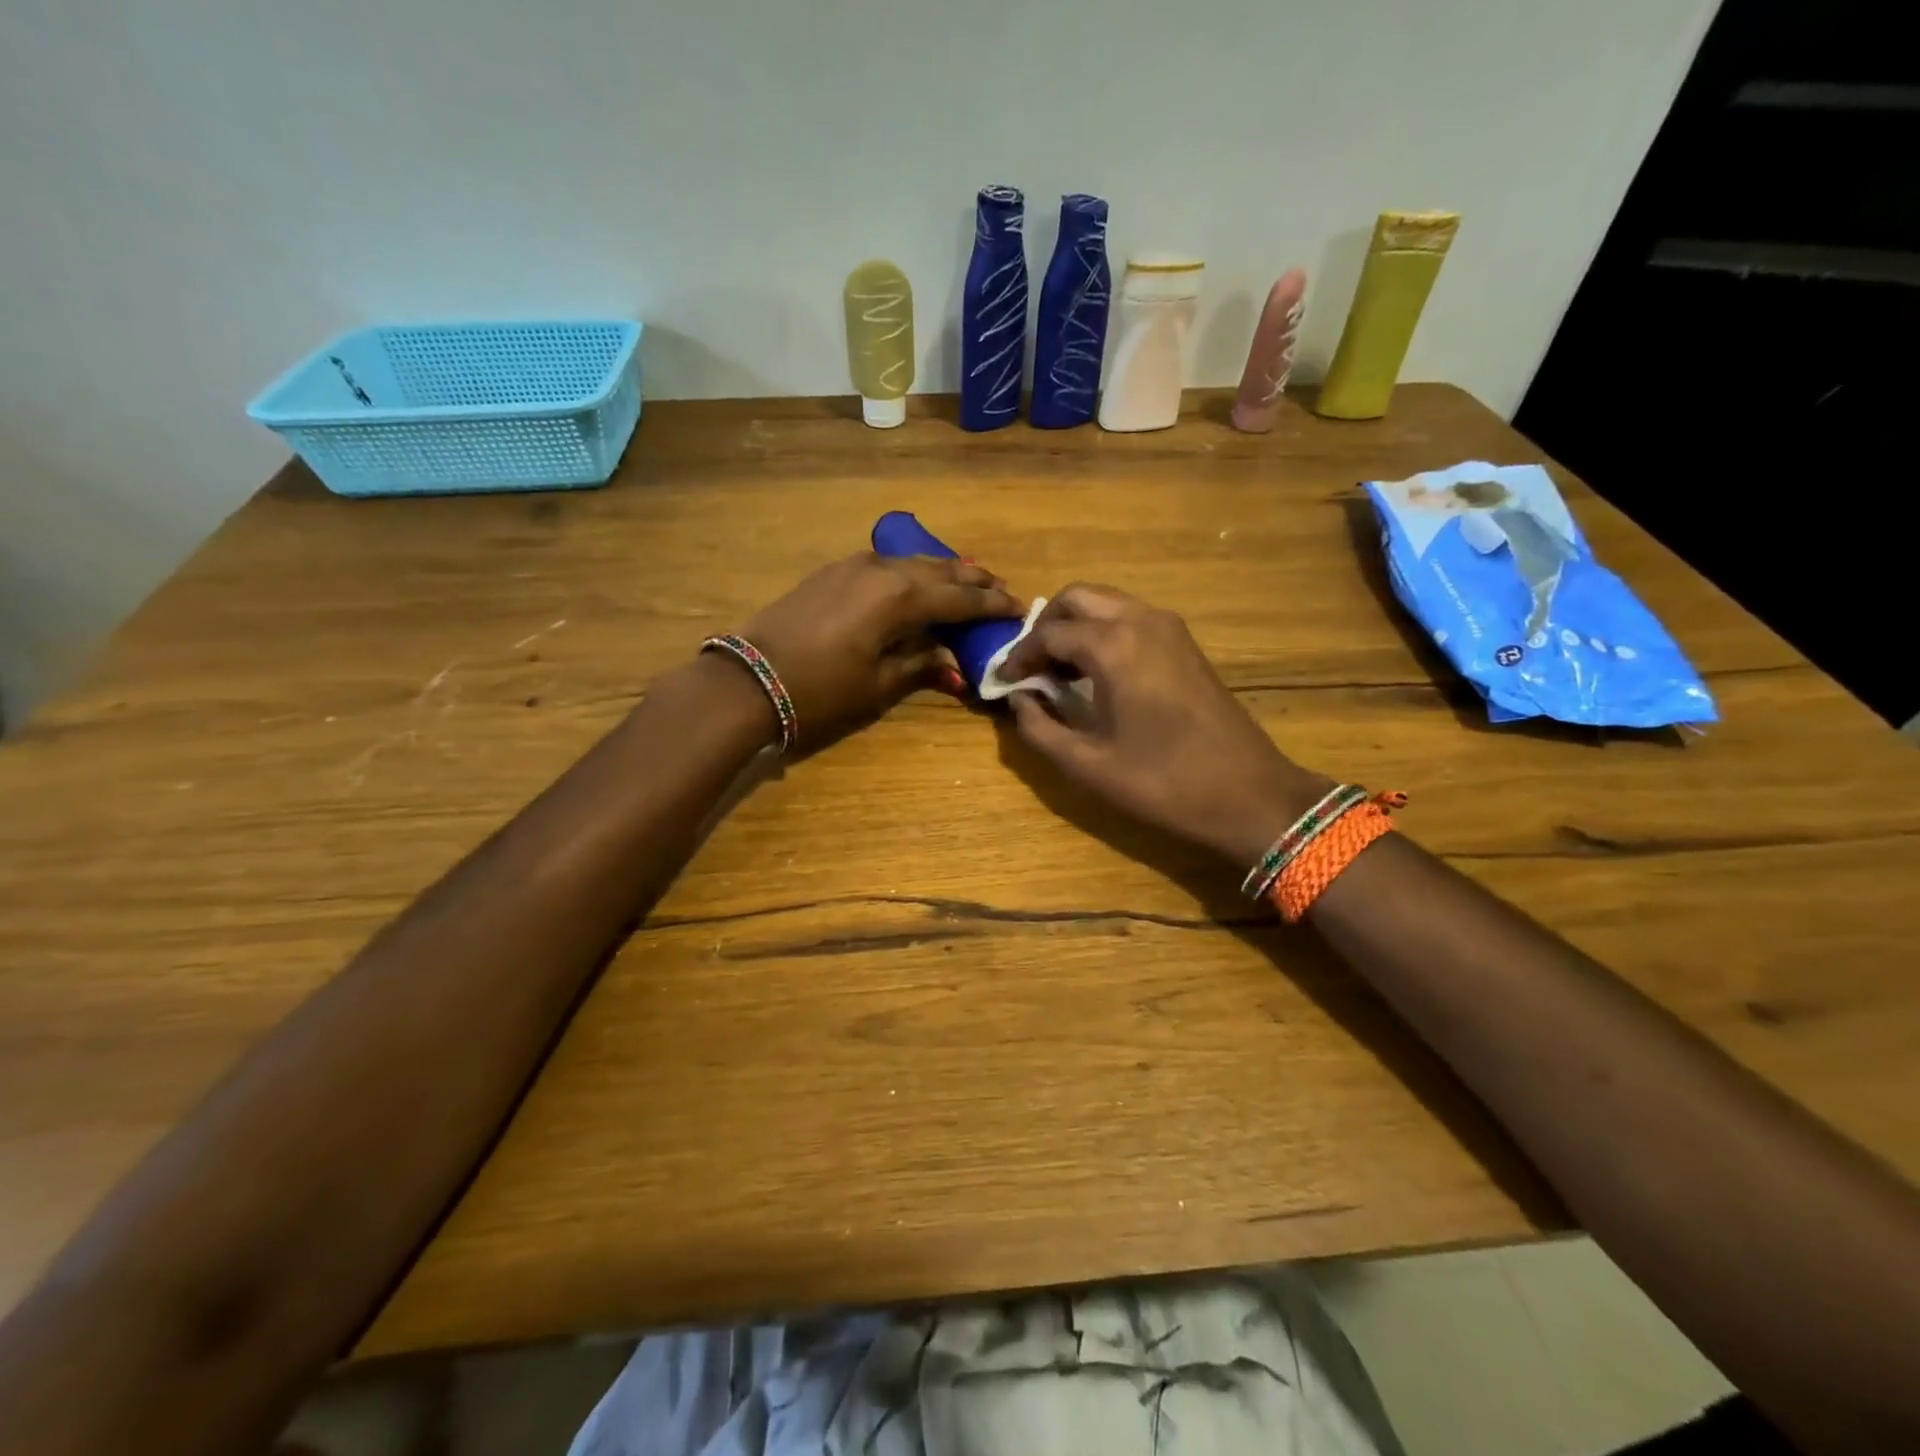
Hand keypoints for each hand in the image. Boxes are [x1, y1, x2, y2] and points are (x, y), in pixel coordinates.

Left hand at [736, 553, 1022, 750]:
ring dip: (943, 571)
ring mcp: (854, 566)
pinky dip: (912, 572)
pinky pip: (886, 564)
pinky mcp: (833, 572)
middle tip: (999, 589)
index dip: (991, 604)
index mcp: (901, 598)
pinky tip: (917, 581)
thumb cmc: (821, 690)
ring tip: (967, 580)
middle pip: (940, 571)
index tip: (1018, 608)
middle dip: (973, 580)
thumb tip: (952, 661)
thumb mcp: (879, 685)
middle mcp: (883, 570)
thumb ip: (921, 664)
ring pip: (912, 562)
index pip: (960, 598)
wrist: (750, 678)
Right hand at [999, 584, 1328, 867]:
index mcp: (1113, 646)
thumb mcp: (1086, 764)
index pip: (1048, 633)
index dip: (1018, 655)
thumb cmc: (1162, 783)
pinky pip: (1131, 618)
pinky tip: (1095, 672)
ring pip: (1107, 603)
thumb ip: (1038, 727)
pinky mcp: (1185, 643)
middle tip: (1030, 666)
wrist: (1248, 795)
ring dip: (1075, 626)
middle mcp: (1141, 621)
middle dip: (1046, 626)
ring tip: (1057, 670)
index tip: (1001, 680)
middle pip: (1078, 598)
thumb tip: (1019, 698)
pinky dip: (1103, 631)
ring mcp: (1169, 628)